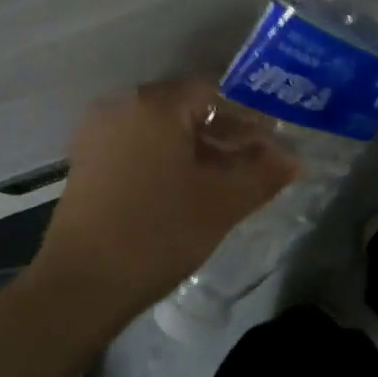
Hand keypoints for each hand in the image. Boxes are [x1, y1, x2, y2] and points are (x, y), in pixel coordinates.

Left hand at [29, 78, 300, 321]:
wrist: (82, 284)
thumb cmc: (158, 233)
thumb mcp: (221, 203)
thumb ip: (263, 174)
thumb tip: (295, 160)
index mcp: (154, 104)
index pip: (213, 92)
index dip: (248, 116)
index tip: (272, 141)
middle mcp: (122, 105)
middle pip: (185, 107)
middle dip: (224, 132)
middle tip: (256, 161)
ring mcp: (98, 131)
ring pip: (161, 127)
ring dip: (197, 146)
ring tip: (227, 178)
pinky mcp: (87, 158)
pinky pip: (137, 143)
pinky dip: (167, 156)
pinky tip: (188, 186)